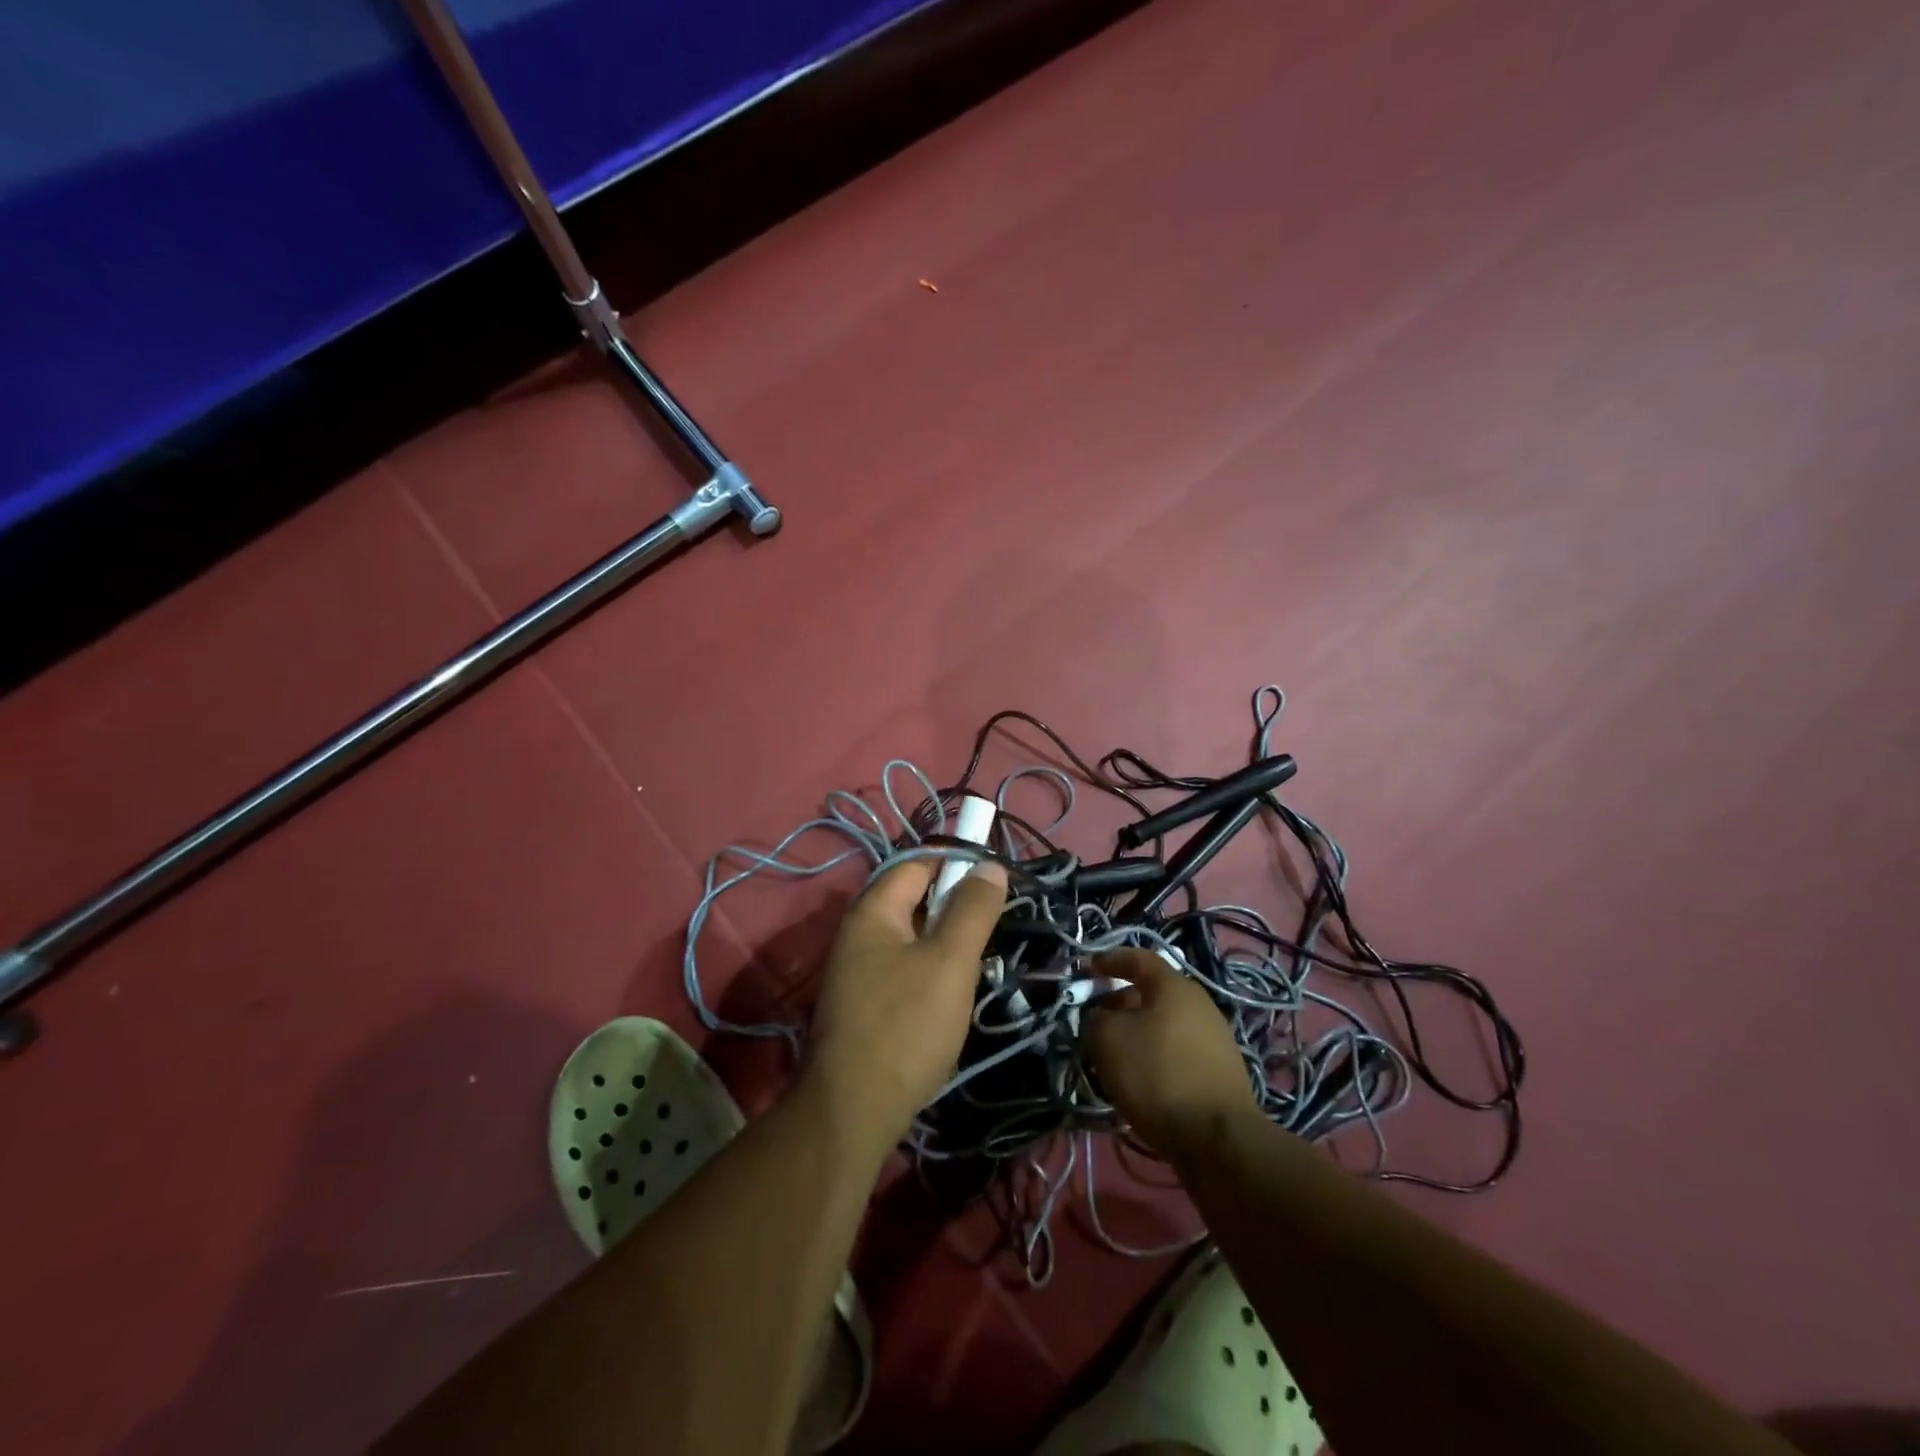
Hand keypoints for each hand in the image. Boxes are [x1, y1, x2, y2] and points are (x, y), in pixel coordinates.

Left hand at [803, 857, 1007, 1153]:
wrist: (853, 1113)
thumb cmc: (905, 1026)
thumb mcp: (949, 962)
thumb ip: (972, 910)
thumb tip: (989, 865)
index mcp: (872, 911)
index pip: (918, 863)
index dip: (958, 862)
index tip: (998, 879)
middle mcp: (859, 932)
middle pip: (915, 899)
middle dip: (956, 906)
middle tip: (995, 925)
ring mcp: (858, 970)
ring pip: (913, 937)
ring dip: (948, 942)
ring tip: (981, 961)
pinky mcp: (865, 1003)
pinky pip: (906, 968)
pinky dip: (933, 970)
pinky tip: (955, 993)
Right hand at [1083, 948, 1257, 1153]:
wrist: (1217, 1139)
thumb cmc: (1158, 1075)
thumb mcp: (1108, 1040)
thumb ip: (1096, 1018)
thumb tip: (1101, 1017)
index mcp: (1174, 986)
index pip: (1137, 958)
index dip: (1108, 960)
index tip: (1085, 971)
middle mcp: (1199, 1004)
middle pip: (1151, 993)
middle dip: (1119, 1003)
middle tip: (1095, 1021)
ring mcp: (1214, 1038)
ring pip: (1163, 1024)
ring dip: (1136, 1032)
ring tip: (1112, 1056)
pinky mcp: (1219, 1071)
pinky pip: (1176, 1051)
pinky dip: (1154, 1056)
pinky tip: (1140, 1081)